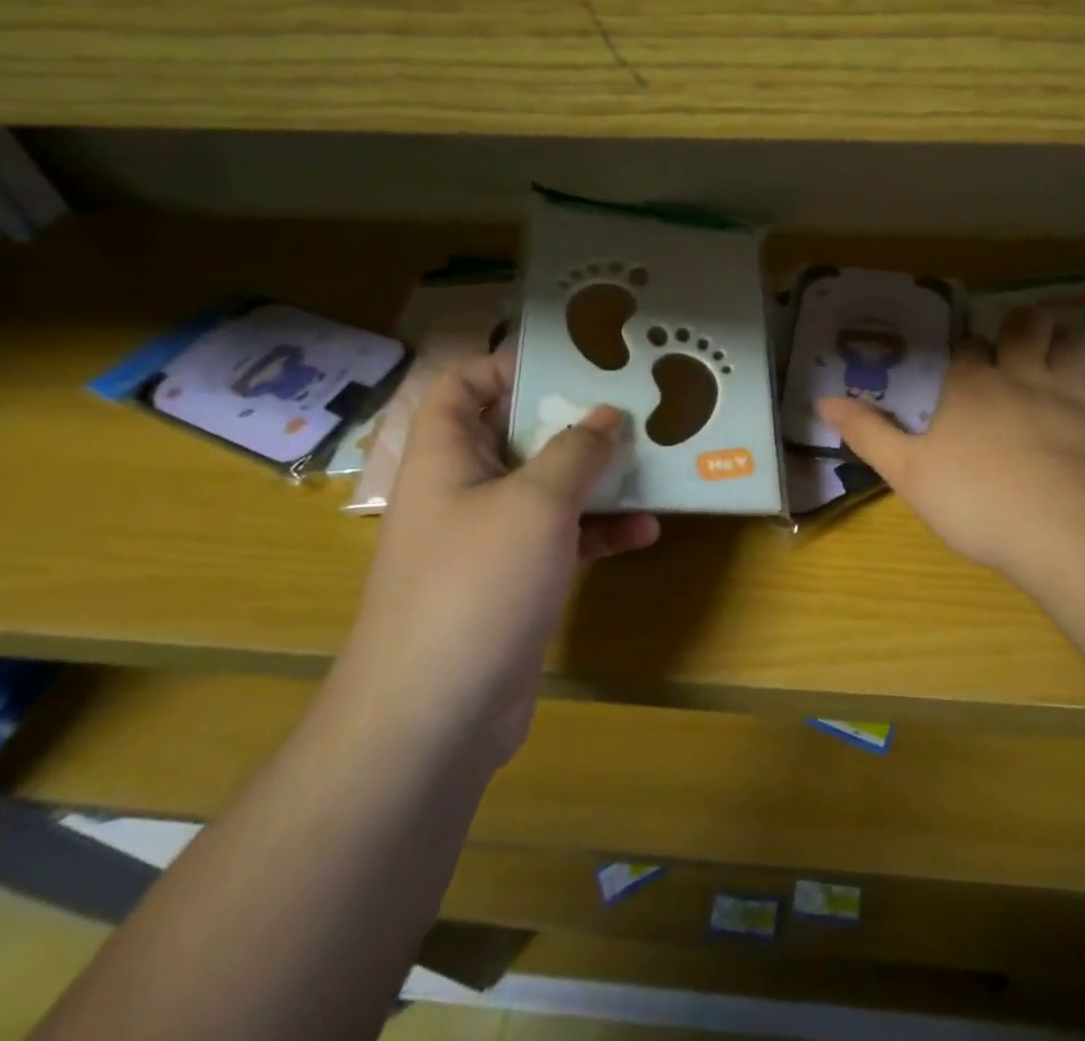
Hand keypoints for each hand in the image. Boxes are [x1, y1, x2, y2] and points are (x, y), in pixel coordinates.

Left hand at [337, 349, 659, 774]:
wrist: (433, 719)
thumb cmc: (477, 585)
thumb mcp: (537, 503)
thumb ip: (576, 450)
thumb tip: (605, 415)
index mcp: (446, 456)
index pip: (463, 385)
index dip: (509, 365)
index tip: (572, 364)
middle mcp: (463, 489)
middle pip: (516, 433)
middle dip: (573, 421)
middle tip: (630, 407)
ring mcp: (488, 538)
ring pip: (547, 487)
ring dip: (596, 477)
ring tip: (650, 464)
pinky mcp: (514, 581)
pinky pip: (561, 537)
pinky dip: (599, 531)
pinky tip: (645, 532)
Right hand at [820, 308, 1084, 589]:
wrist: (1069, 527)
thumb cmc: (979, 499)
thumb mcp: (908, 472)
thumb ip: (868, 433)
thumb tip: (823, 400)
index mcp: (972, 384)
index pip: (968, 347)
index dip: (967, 351)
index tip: (965, 363)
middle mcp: (1022, 374)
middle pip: (1026, 326)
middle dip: (1021, 327)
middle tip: (1017, 343)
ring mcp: (1071, 390)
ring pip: (1072, 342)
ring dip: (1063, 342)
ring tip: (1056, 355)